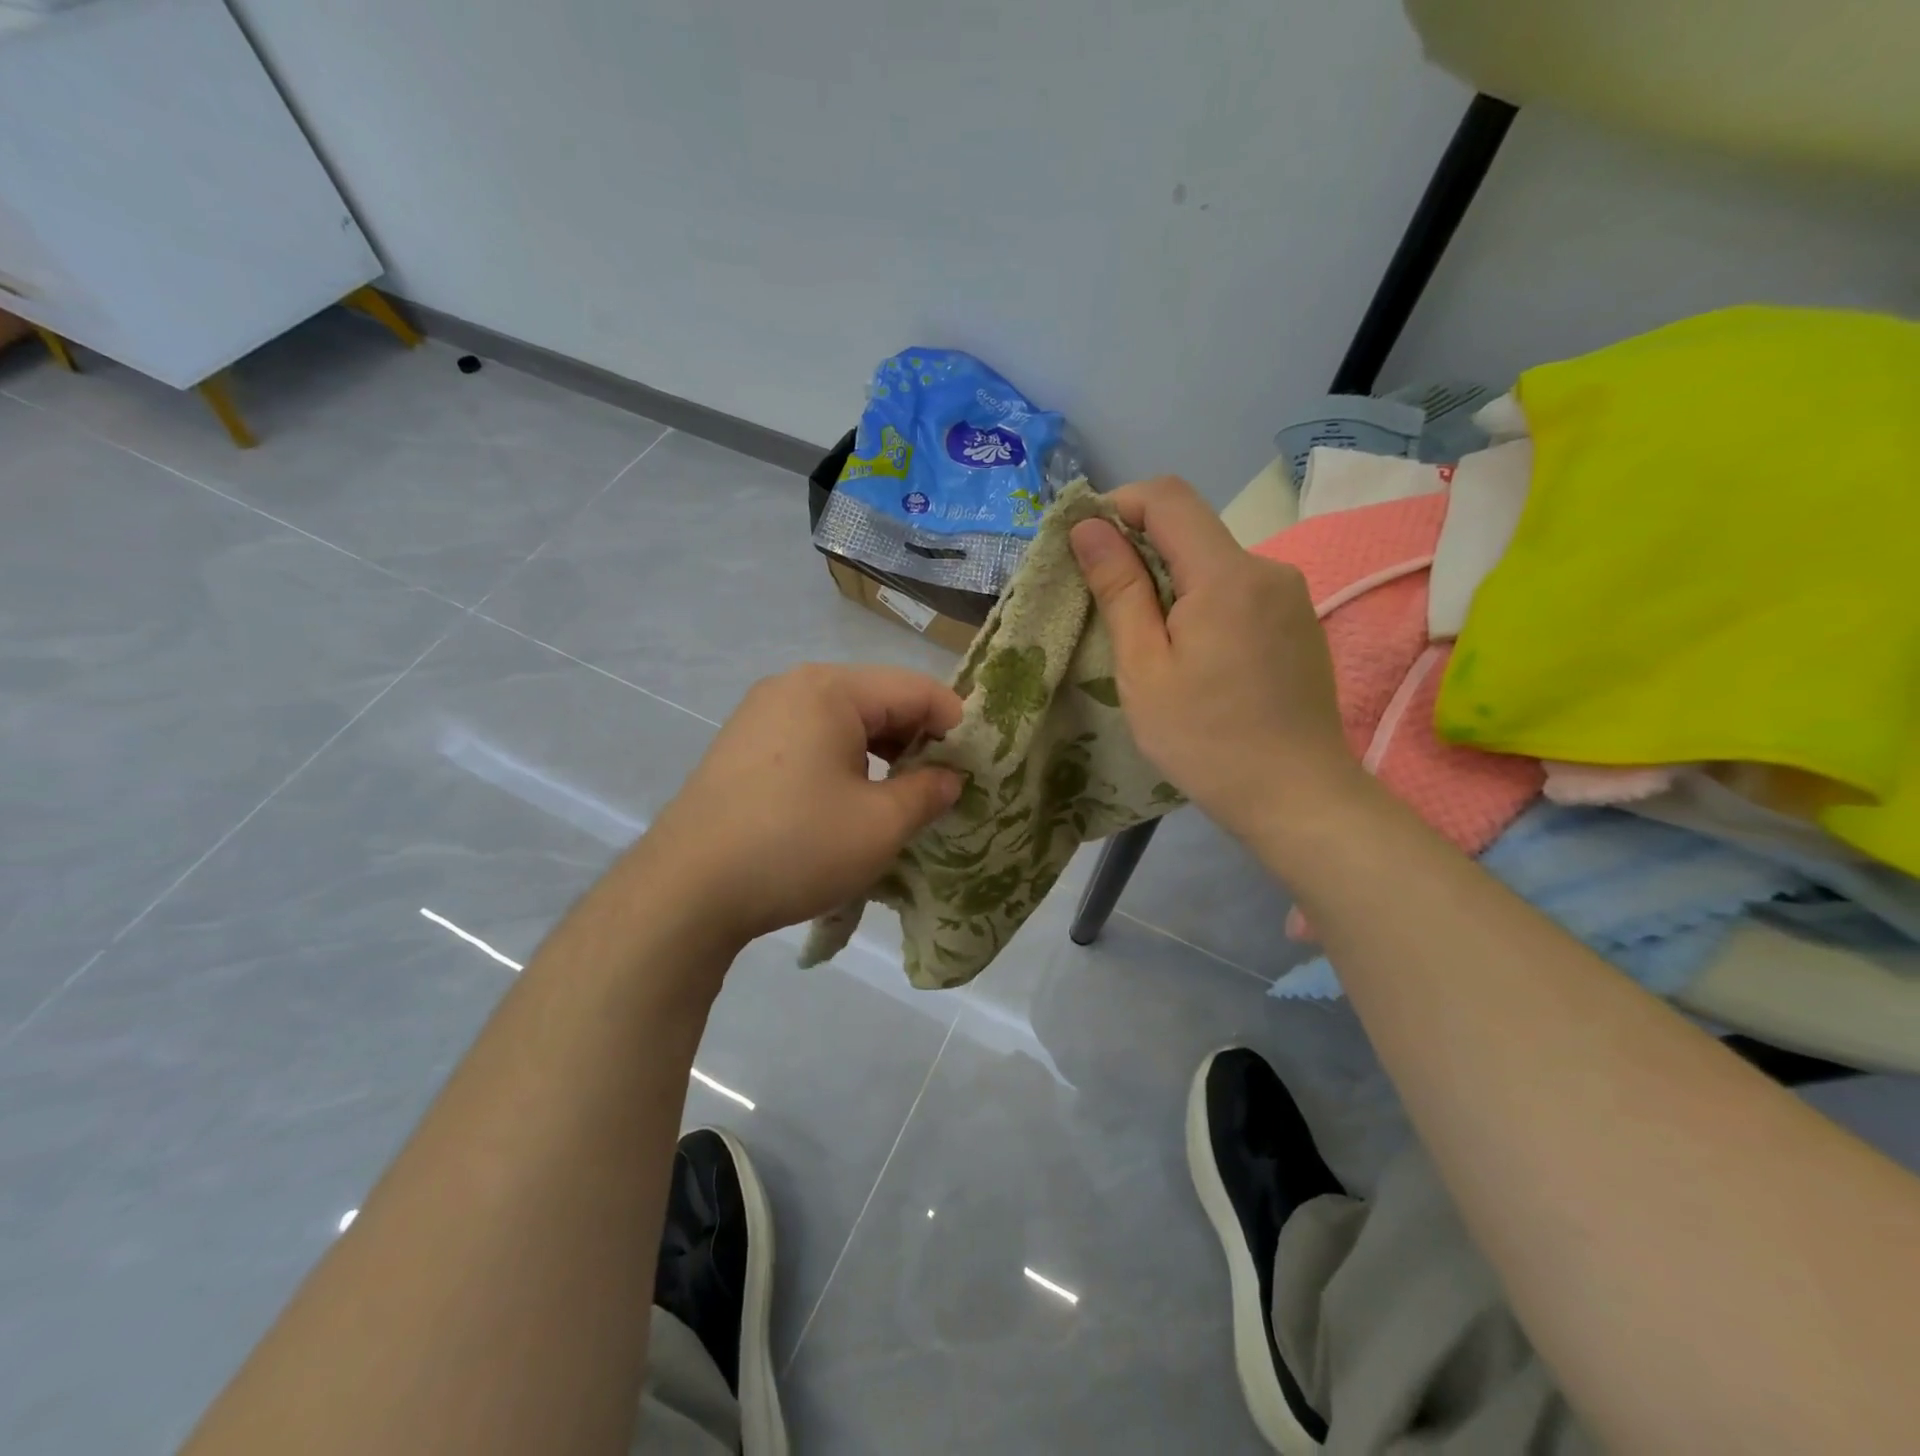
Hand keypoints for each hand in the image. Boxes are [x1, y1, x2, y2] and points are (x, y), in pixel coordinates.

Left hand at [639, 664, 963, 946]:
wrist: (686, 891)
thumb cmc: (796, 846)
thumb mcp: (880, 825)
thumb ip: (928, 792)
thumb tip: (949, 778)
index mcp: (830, 689)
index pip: (916, 688)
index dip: (956, 724)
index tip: (978, 765)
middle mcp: (792, 686)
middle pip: (877, 700)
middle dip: (917, 740)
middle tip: (944, 786)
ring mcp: (759, 716)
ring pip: (843, 722)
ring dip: (880, 754)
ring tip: (901, 798)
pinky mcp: (741, 749)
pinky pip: (810, 741)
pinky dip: (842, 763)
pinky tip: (849, 803)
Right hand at [1068, 475, 1363, 842]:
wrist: (1296, 795)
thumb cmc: (1205, 738)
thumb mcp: (1143, 668)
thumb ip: (1118, 589)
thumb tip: (1089, 526)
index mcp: (1226, 574)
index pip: (1167, 497)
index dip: (1118, 505)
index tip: (1085, 546)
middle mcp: (1267, 568)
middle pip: (1192, 530)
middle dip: (1139, 552)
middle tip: (1105, 606)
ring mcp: (1290, 595)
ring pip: (1214, 564)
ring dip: (1171, 583)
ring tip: (1148, 643)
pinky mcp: (1298, 622)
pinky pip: (1239, 591)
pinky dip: (1202, 604)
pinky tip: (1193, 658)